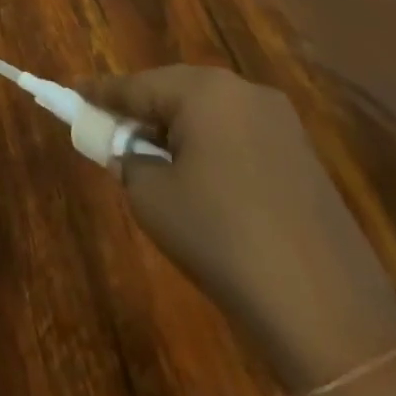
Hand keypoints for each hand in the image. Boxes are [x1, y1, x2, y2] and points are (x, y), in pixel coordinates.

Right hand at [79, 65, 395, 392]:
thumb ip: (127, 159)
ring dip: (176, 130)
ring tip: (151, 159)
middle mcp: (243, 92)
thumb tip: (128, 150)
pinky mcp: (302, 155)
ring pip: (207, 113)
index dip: (98, 93)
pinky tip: (199, 180)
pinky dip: (210, 147)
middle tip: (110, 131)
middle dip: (141, 110)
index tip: (69, 92)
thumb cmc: (220, 237)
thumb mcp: (150, 196)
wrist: (326, 310)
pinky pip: (238, 135)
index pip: (134, 84)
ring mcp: (280, 122)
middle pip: (173, 91)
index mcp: (203, 90)